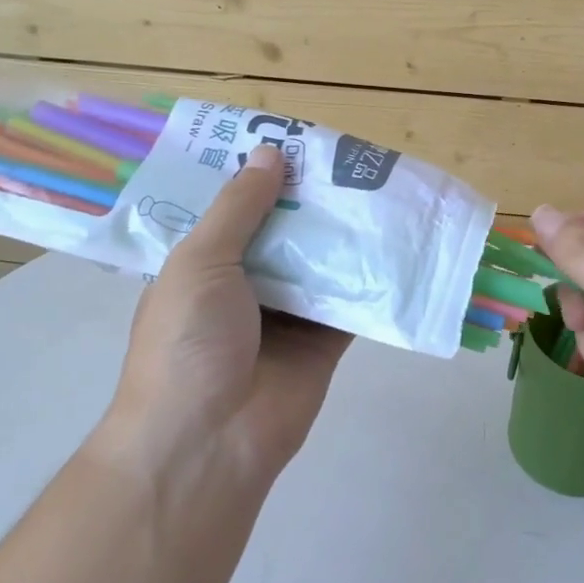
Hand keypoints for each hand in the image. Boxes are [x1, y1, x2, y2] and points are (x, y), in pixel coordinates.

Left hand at [102, 144, 350, 499]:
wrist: (209, 440)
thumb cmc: (188, 342)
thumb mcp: (200, 262)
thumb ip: (239, 209)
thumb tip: (270, 153)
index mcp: (203, 264)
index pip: (235, 209)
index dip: (261, 176)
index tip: (295, 142)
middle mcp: (244, 285)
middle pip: (284, 232)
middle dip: (311, 200)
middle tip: (351, 158)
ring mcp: (286, 315)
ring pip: (320, 263)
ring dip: (344, 234)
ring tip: (380, 187)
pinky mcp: (323, 342)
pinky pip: (350, 302)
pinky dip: (370, 277)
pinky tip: (396, 241)